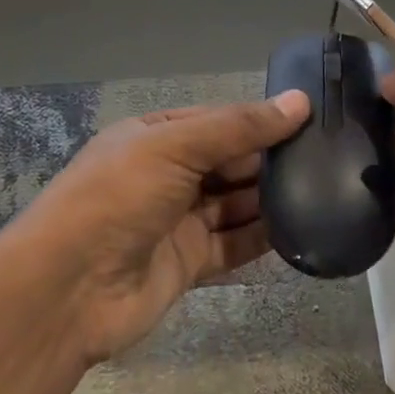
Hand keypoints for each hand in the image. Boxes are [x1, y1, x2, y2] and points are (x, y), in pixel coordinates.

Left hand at [5, 90, 310, 366]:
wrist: (67, 292)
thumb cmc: (118, 198)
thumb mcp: (175, 146)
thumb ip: (239, 127)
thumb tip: (300, 101)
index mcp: (156, 136)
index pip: (219, 121)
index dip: (260, 119)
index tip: (311, 119)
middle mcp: (167, 175)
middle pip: (229, 162)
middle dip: (270, 160)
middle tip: (328, 157)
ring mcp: (177, 221)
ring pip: (235, 204)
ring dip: (271, 199)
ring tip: (325, 189)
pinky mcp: (187, 263)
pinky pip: (233, 246)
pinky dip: (262, 239)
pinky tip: (301, 229)